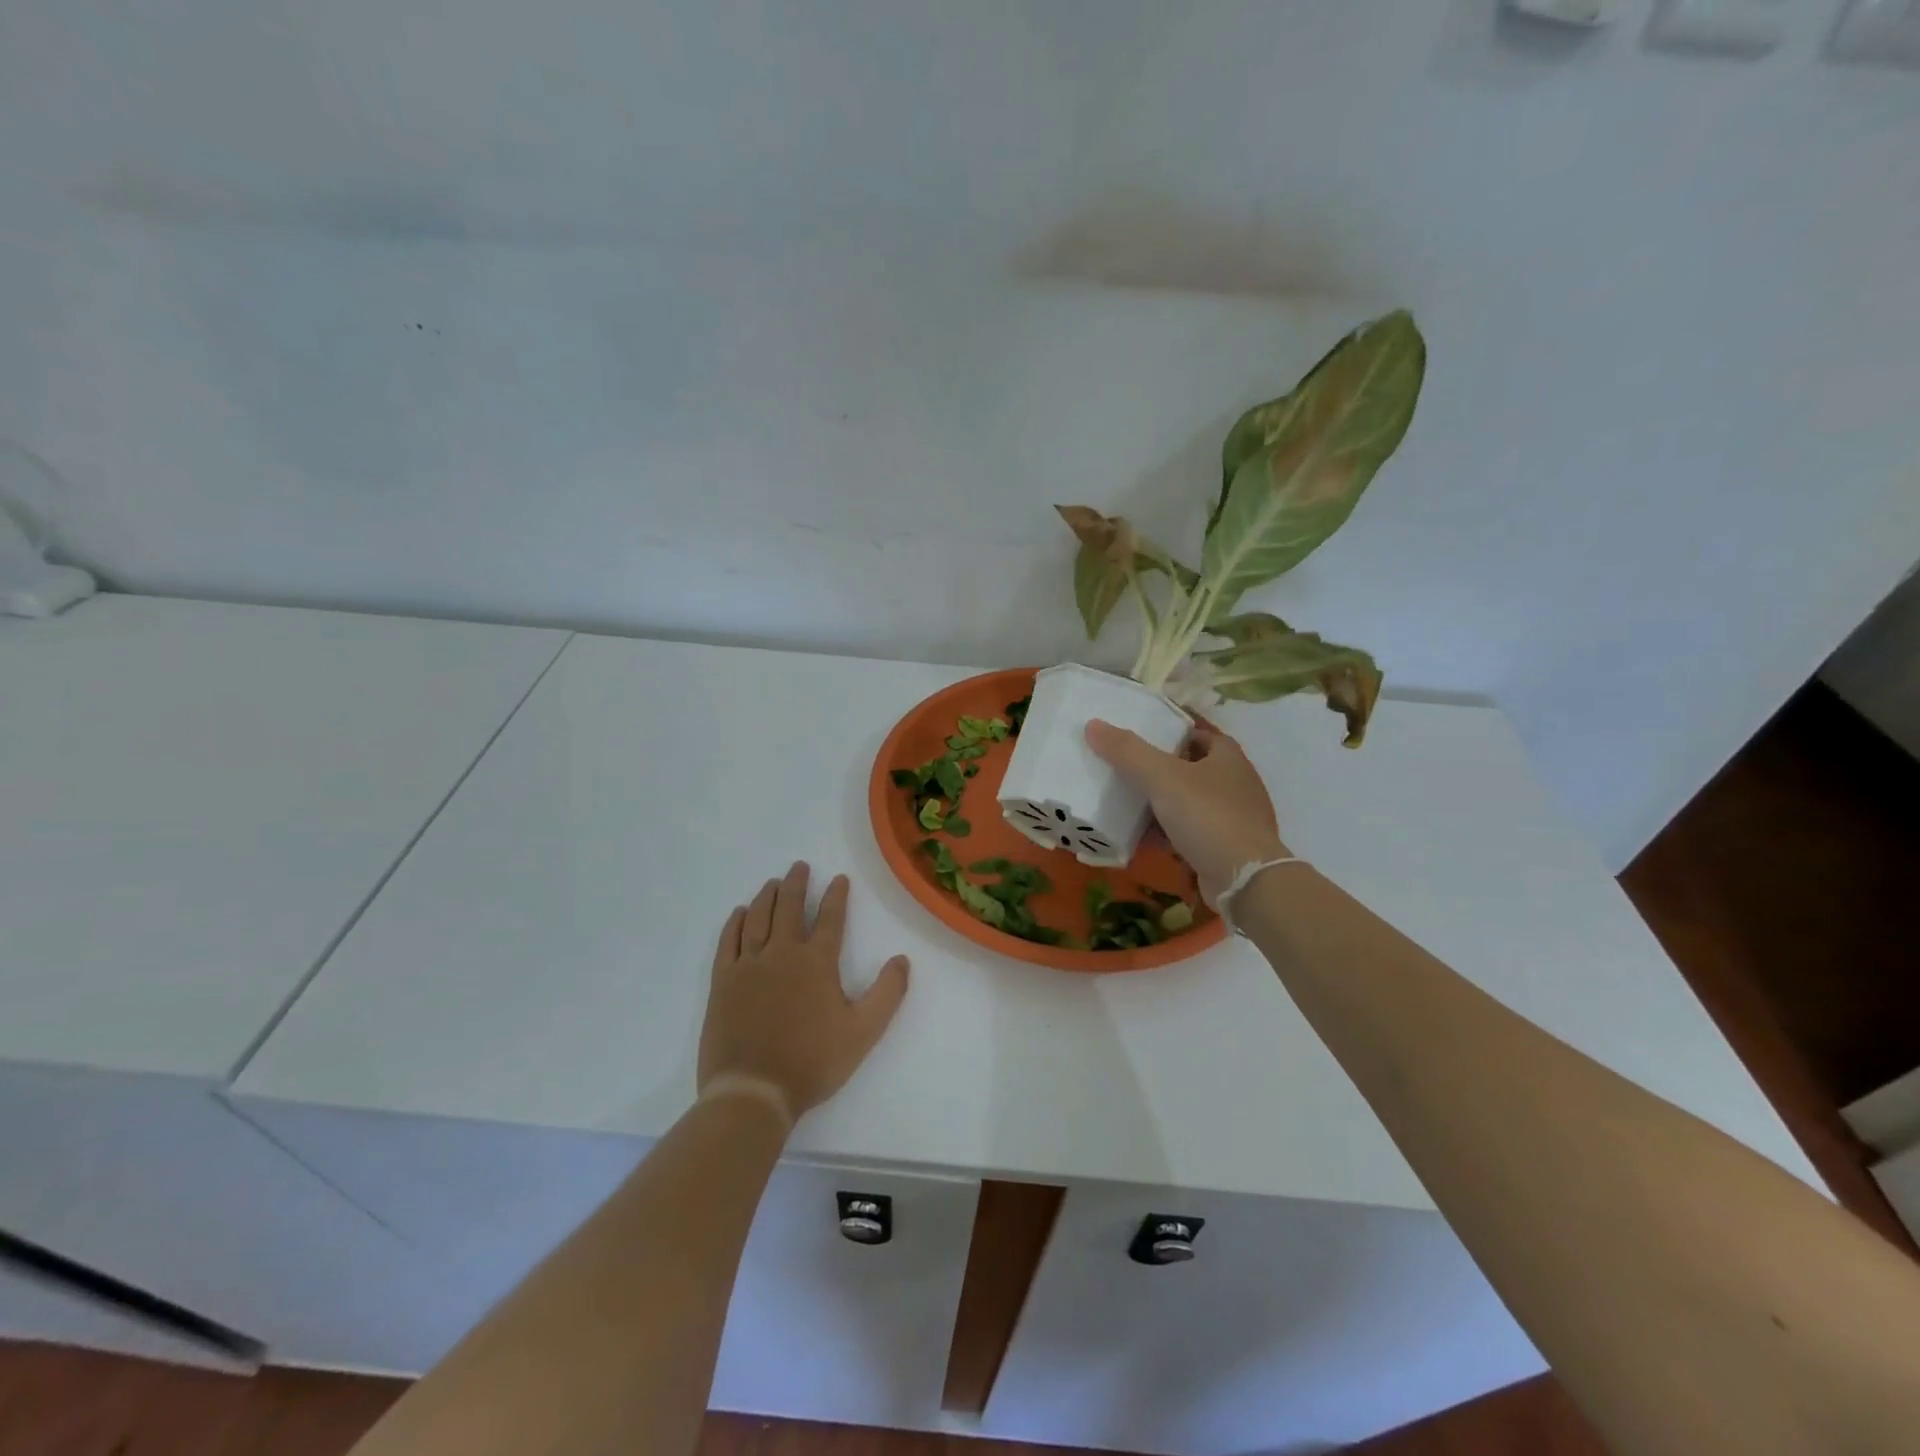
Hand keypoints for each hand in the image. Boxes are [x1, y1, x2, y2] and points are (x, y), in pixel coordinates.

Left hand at [699, 862, 909, 1124]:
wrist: (753, 1091)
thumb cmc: (812, 1062)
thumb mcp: (863, 1032)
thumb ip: (887, 994)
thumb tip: (903, 959)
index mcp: (817, 962)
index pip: (830, 918)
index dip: (836, 895)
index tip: (838, 878)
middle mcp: (781, 953)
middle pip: (789, 908)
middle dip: (796, 884)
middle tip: (799, 866)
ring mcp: (748, 966)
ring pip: (757, 918)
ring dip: (767, 896)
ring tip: (772, 882)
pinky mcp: (723, 982)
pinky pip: (728, 942)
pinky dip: (735, 923)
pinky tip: (740, 913)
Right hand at [1086, 720, 1287, 907]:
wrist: (1243, 879)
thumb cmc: (1208, 816)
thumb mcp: (1162, 777)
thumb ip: (1127, 751)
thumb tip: (1093, 725)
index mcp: (1228, 757)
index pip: (1197, 734)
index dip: (1169, 733)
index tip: (1138, 738)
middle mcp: (1235, 783)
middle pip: (1190, 767)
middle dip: (1160, 769)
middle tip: (1123, 768)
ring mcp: (1233, 817)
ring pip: (1189, 801)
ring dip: (1162, 802)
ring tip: (1126, 801)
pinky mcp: (1225, 847)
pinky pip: (1190, 831)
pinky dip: (1167, 831)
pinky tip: (1141, 836)